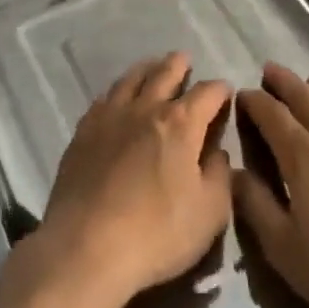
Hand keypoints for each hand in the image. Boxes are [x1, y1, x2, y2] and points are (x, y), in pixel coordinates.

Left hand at [35, 53, 233, 307]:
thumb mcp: (210, 213)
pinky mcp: (83, 133)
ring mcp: (110, 117)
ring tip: (152, 67)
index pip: (207, 93)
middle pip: (165, 74)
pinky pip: (103, 99)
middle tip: (184, 59)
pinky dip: (117, 91)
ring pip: (130, 80)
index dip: (220, 90)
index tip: (225, 93)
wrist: (85, 248)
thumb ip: (219, 175)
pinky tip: (116, 97)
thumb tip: (216, 152)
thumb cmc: (157, 233)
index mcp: (181, 124)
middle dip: (179, 65)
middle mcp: (146, 109)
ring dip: (146, 70)